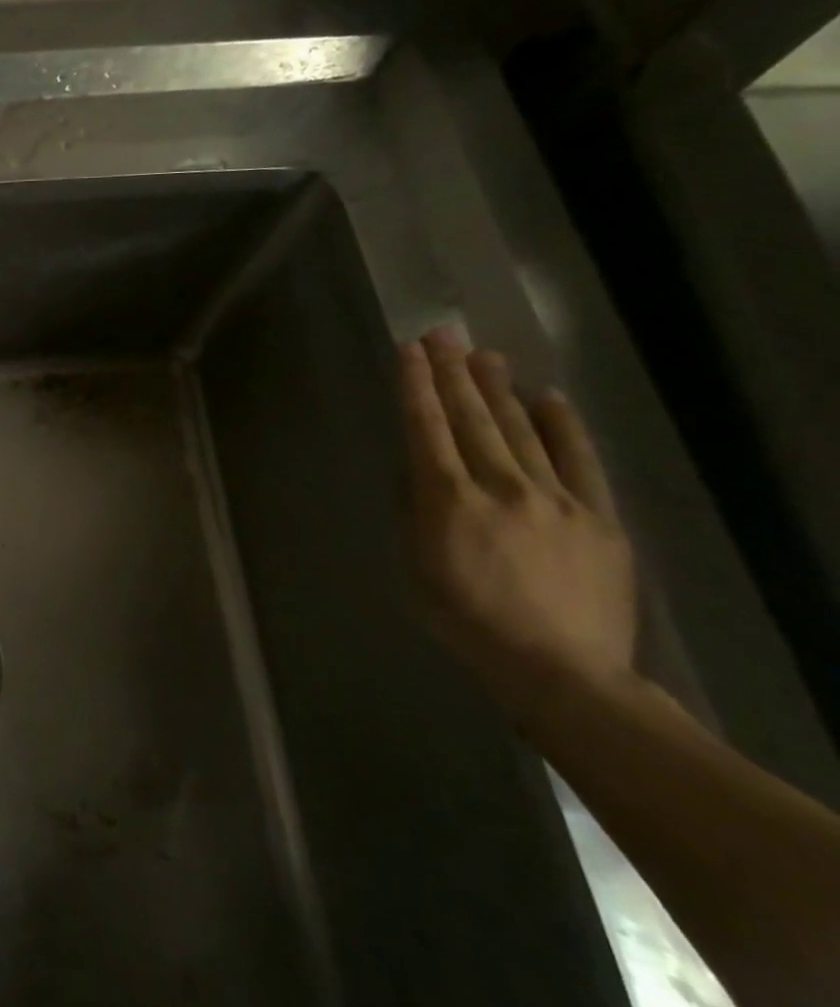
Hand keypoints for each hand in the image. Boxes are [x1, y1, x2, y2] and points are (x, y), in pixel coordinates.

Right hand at [399, 327, 637, 719]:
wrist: (561, 671)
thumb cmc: (466, 620)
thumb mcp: (414, 566)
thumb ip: (414, 511)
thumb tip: (416, 469)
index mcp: (448, 499)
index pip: (426, 427)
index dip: (415, 386)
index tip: (408, 350)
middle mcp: (499, 486)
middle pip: (472, 418)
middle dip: (452, 373)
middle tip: (442, 335)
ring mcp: (555, 497)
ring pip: (520, 429)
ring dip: (498, 388)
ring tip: (482, 354)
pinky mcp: (598, 516)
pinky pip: (579, 460)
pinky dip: (563, 426)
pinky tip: (549, 397)